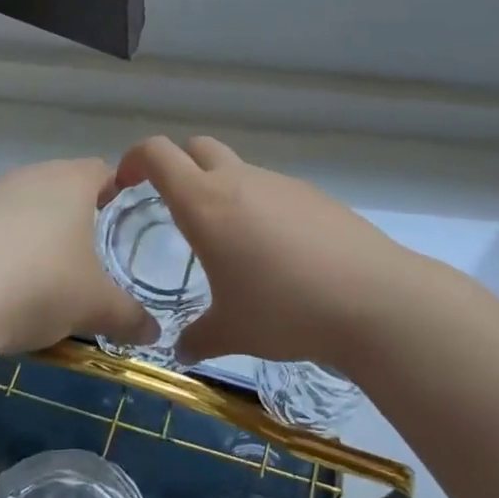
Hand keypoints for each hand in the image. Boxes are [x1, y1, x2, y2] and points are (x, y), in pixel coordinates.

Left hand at [0, 158, 155, 355]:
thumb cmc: (40, 284)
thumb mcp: (94, 306)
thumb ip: (129, 316)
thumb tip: (154, 334)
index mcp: (71, 182)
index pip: (102, 170)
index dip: (117, 189)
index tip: (125, 216)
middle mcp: (29, 178)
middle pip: (61, 185)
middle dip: (77, 214)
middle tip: (91, 250)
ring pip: (23, 207)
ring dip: (36, 233)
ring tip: (46, 273)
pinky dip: (1, 251)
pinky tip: (1, 287)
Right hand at [101, 137, 422, 372]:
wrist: (372, 299)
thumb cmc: (285, 311)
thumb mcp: (231, 332)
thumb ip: (197, 338)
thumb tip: (181, 350)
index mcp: (205, 203)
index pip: (157, 153)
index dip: (134, 160)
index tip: (126, 185)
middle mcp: (240, 180)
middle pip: (197, 147)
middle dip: (177, 167)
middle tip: (175, 209)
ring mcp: (281, 183)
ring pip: (238, 169)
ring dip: (223, 191)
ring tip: (233, 244)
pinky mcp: (315, 194)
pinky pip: (273, 190)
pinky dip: (261, 207)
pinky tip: (279, 253)